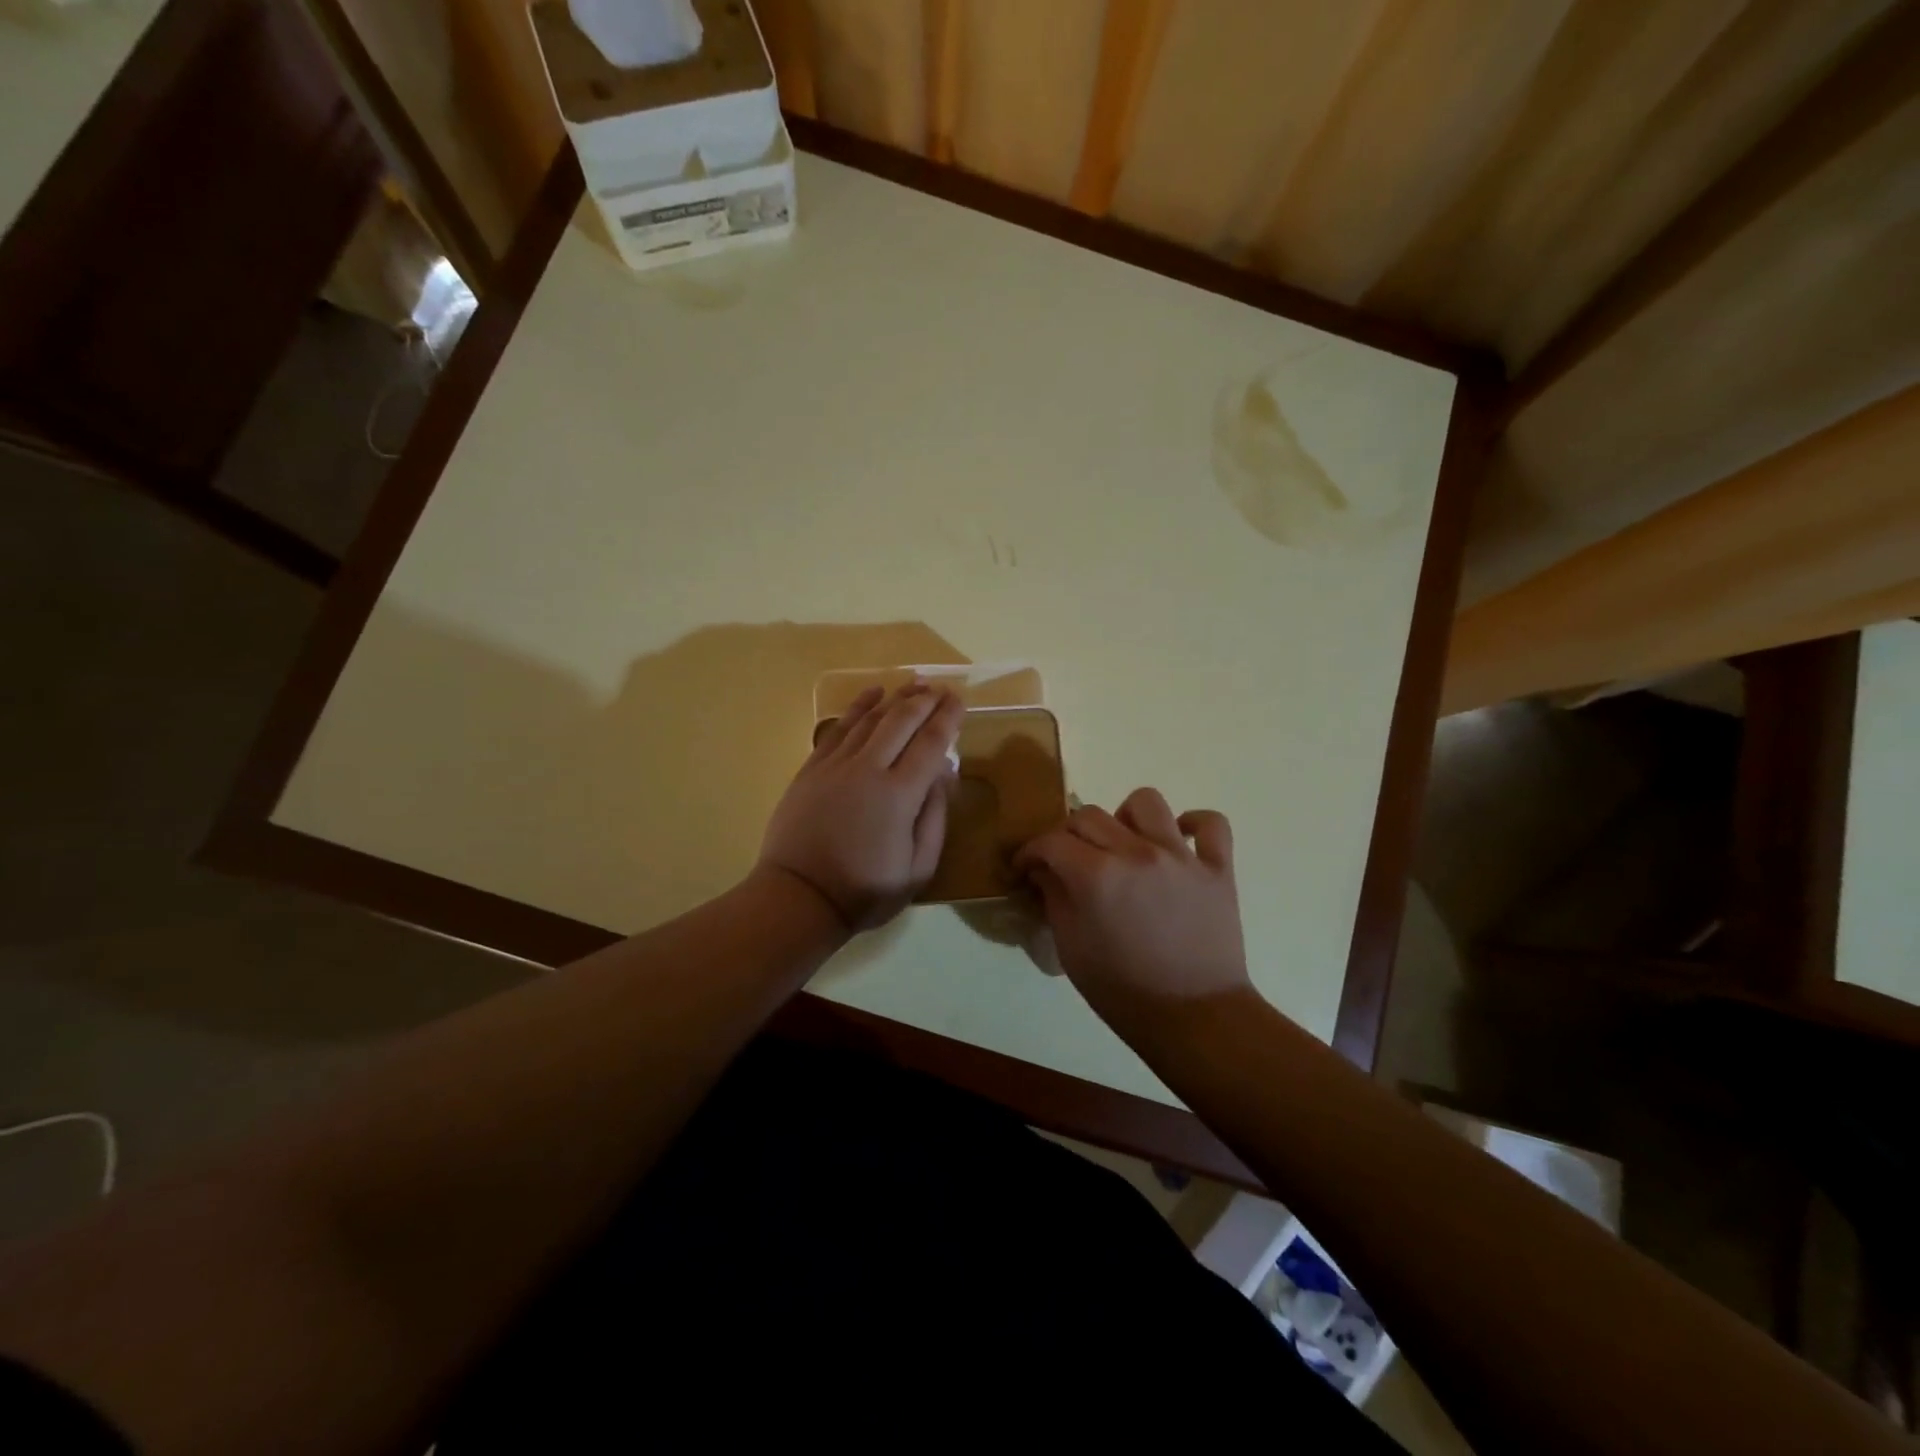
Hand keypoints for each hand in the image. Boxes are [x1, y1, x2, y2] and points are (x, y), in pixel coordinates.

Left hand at [758, 684, 962, 931]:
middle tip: (941, 688)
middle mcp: (868, 769)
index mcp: (900, 794)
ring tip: (913, 683)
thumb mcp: (917, 868)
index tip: (960, 700)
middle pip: (901, 721)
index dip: (948, 718)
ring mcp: (836, 765)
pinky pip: (838, 728)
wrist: (799, 897)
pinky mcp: (812, 768)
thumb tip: (943, 776)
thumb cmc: (865, 890)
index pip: (931, 743)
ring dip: (895, 698)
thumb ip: (935, 818)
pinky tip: (871, 694)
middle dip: (925, 700)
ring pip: (870, 719)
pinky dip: (857, 707)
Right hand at [1012, 789, 1249, 1037]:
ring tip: (1122, 843)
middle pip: (1090, 816)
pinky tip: (1179, 840)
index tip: (1025, 866)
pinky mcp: (1217, 868)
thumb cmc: (1123, 991)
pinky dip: (1193, 825)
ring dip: (1125, 817)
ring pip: (1146, 802)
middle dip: (1067, 834)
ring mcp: (1181, 856)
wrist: (1194, 1019)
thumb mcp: (1071, 948)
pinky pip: (1210, 823)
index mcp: (1097, 876)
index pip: (1051, 841)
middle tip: (1066, 860)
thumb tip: (1044, 869)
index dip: (1030, 851)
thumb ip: (1054, 898)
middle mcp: (1137, 853)